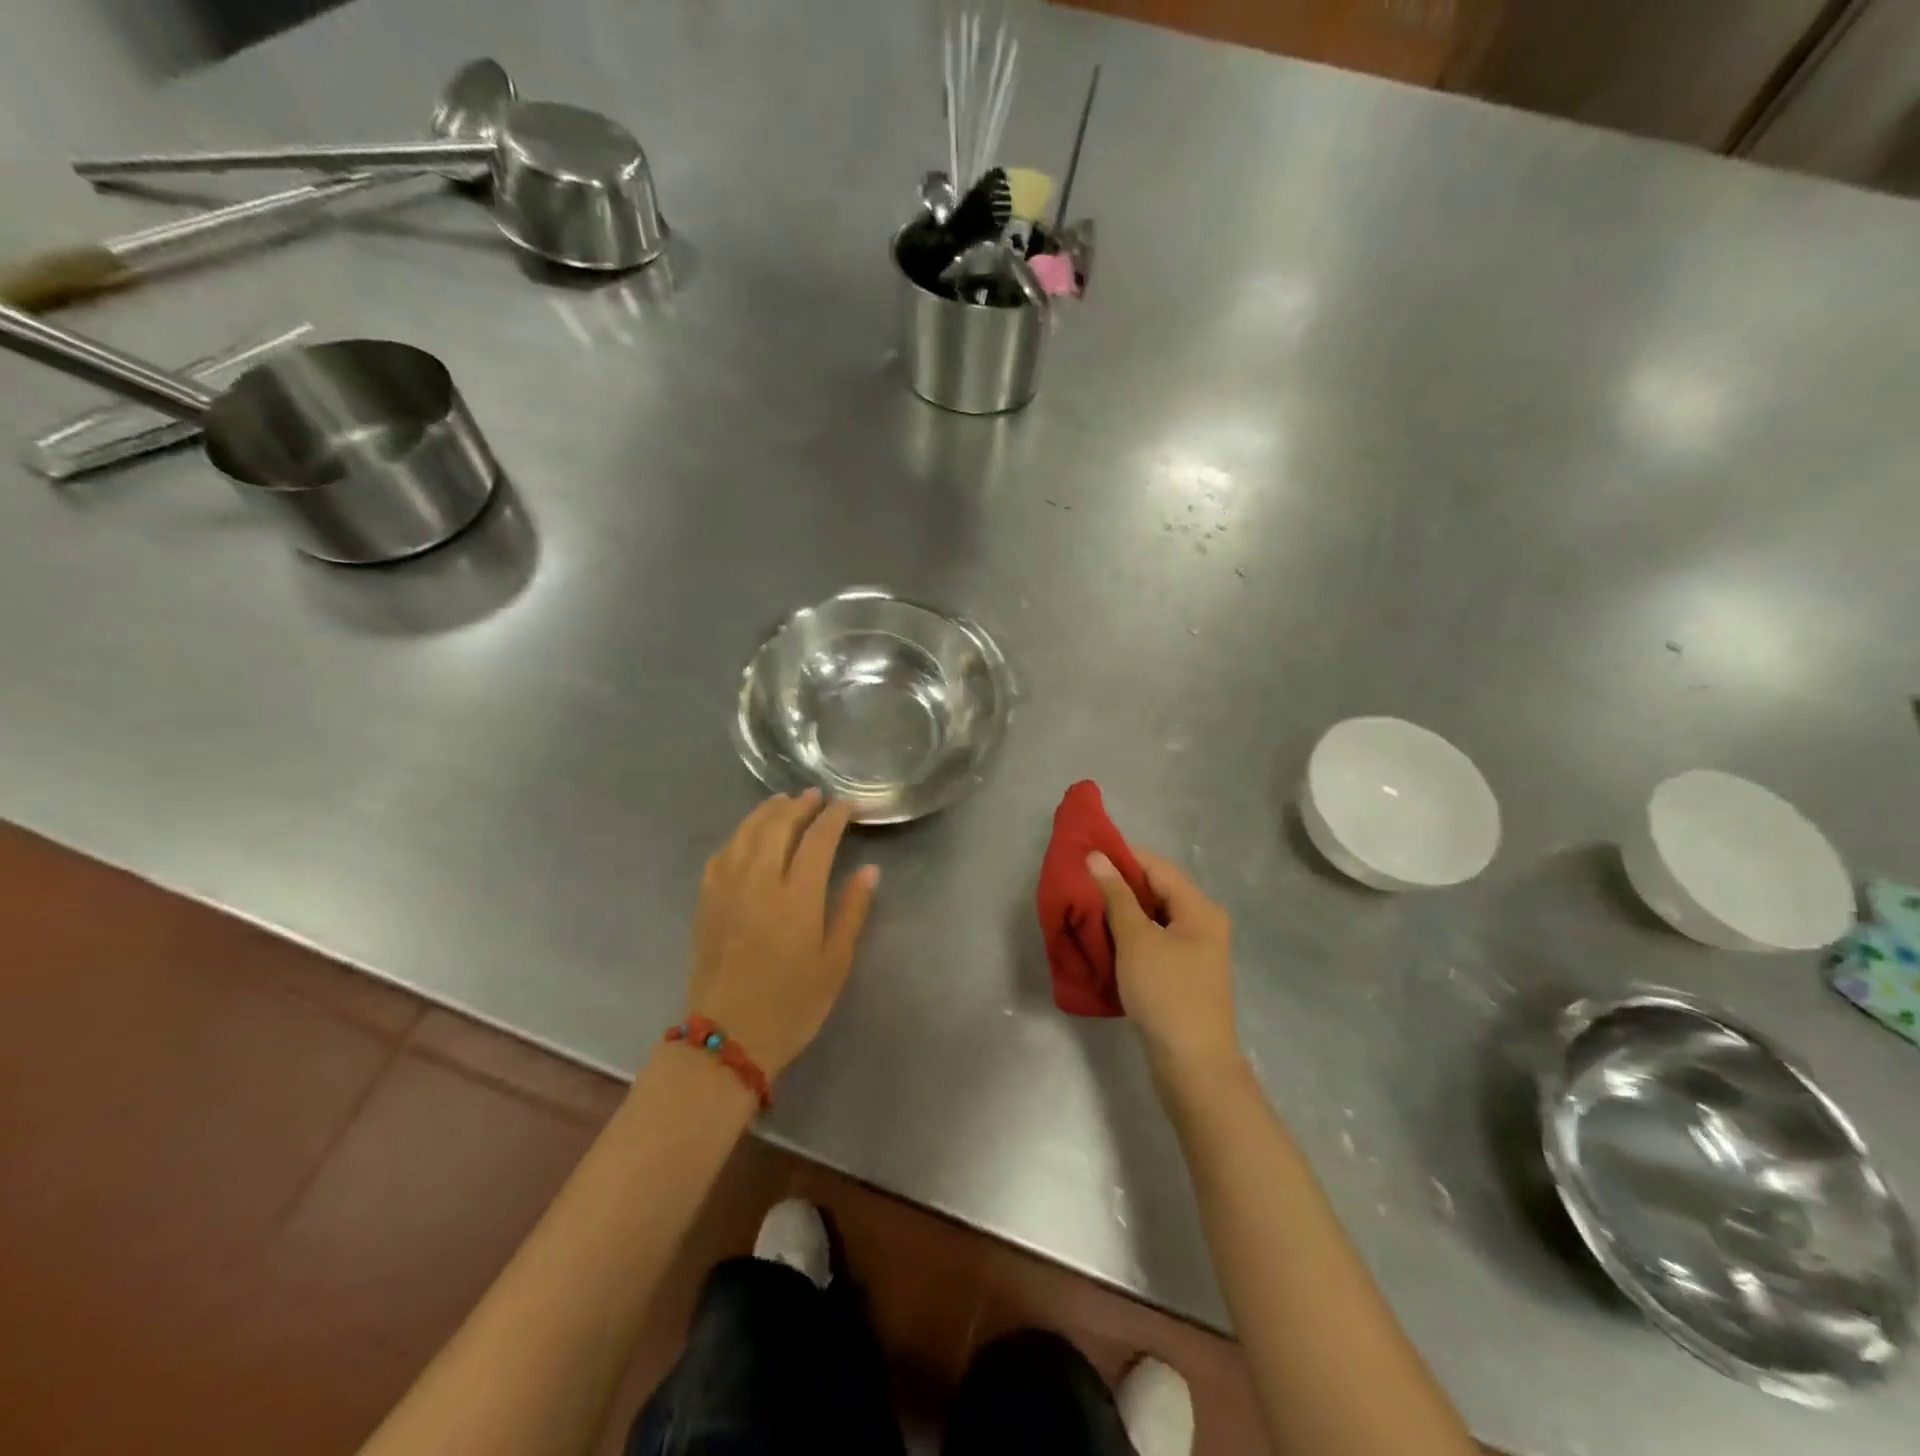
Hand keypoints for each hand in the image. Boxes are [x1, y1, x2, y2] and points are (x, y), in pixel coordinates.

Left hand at [685, 791, 879, 1078]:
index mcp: (797, 898)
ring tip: (782, 802)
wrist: (728, 1038)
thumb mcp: (835, 963)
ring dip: (766, 812)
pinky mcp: (706, 902)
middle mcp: (759, 882)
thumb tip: (870, 870)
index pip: (817, 840)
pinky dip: (737, 836)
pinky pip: (721, 854)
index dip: (833, 818)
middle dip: (798, 806)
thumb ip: (852, 911)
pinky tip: (746, 836)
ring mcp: (727, 889)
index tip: (845, 806)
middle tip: (814, 796)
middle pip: (777, 826)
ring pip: (745, 833)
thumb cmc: (792, 1005)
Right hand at [1088, 849, 1238, 1082]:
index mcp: (1199, 908)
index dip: (1121, 856)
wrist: (1193, 1066)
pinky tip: (1102, 938)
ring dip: (1120, 911)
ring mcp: (1195, 951)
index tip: (1084, 853)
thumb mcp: (1136, 940)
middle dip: (1117, 884)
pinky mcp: (1183, 974)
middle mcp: (1203, 923)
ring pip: (1152, 917)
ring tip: (1084, 907)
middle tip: (1079, 881)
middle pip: (1156, 890)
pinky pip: (1153, 940)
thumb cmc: (1166, 993)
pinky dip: (1129, 935)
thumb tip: (1097, 857)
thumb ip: (1116, 895)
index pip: (1156, 866)